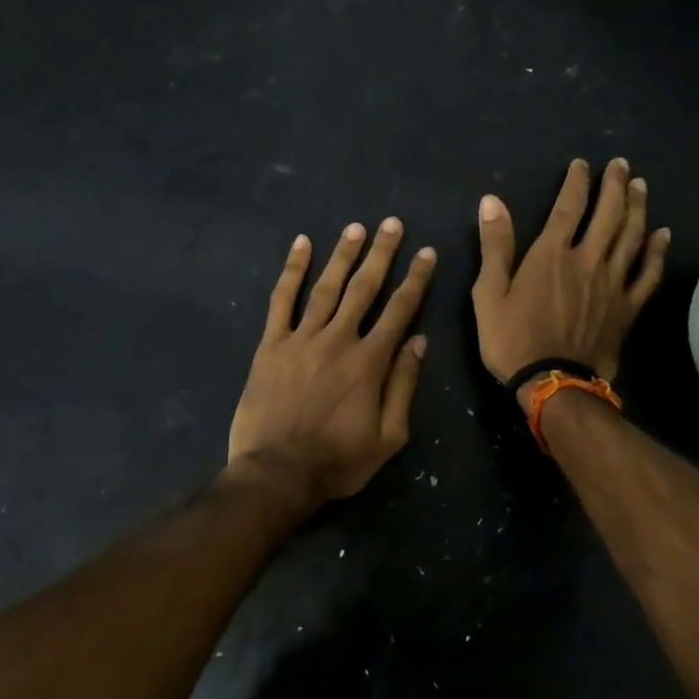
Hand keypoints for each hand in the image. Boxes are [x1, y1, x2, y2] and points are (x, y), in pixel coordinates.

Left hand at [224, 218, 435, 514]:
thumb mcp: (388, 436)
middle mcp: (338, 339)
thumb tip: (419, 341)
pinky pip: (282, 300)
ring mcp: (301, 338)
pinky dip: (292, 270)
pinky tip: (301, 245)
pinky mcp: (271, 344)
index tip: (426, 253)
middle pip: (364, 288)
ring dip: (343, 255)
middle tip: (392, 224)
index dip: (415, 279)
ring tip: (355, 228)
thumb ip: (403, 386)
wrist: (276, 474)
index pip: (399, 310)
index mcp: (370, 361)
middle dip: (381, 254)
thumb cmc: (337, 461)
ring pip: (326, 287)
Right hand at [472, 158, 668, 403]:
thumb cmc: (512, 339)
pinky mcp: (627, 307)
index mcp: (552, 255)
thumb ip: (495, 245)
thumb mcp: (489, 292)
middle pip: (608, 215)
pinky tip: (662, 235)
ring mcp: (612, 283)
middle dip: (616, 186)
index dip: (577, 182)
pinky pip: (647, 274)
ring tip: (641, 187)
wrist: (553, 383)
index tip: (583, 164)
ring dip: (637, 208)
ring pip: (631, 237)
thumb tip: (492, 201)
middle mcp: (587, 260)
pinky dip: (656, 252)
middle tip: (622, 165)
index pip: (569, 207)